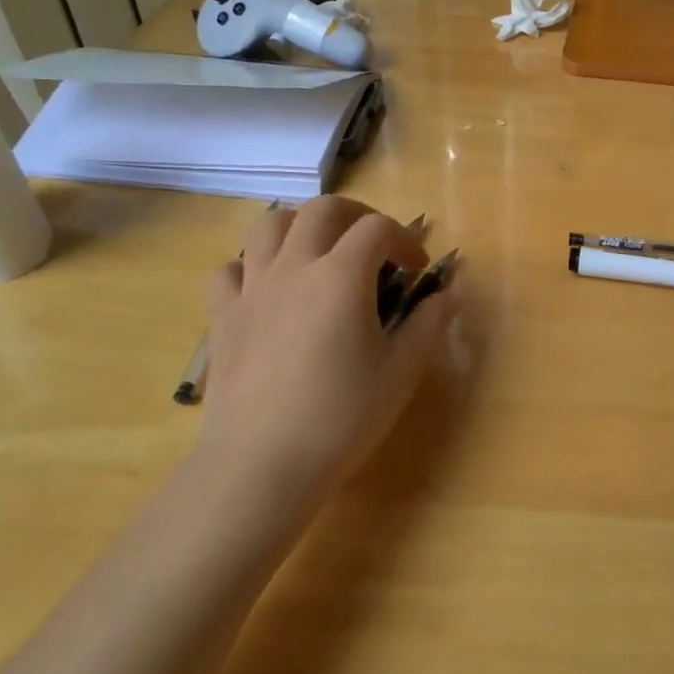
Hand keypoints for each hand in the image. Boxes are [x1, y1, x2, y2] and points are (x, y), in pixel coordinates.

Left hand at [199, 197, 457, 510]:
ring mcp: (252, 288)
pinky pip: (230, 270)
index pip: (377, 228)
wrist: (261, 465)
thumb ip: (429, 324)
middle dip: (356, 216)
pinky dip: (251, 266)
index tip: (417, 270)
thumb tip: (450, 293)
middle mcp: (294, 267)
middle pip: (322, 209)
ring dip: (301, 226)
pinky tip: (267, 290)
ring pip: (269, 225)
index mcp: (341, 276)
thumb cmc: (341, 418)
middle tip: (373, 246)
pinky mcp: (223, 316)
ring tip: (319, 253)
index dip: (404, 239)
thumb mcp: (401, 372)